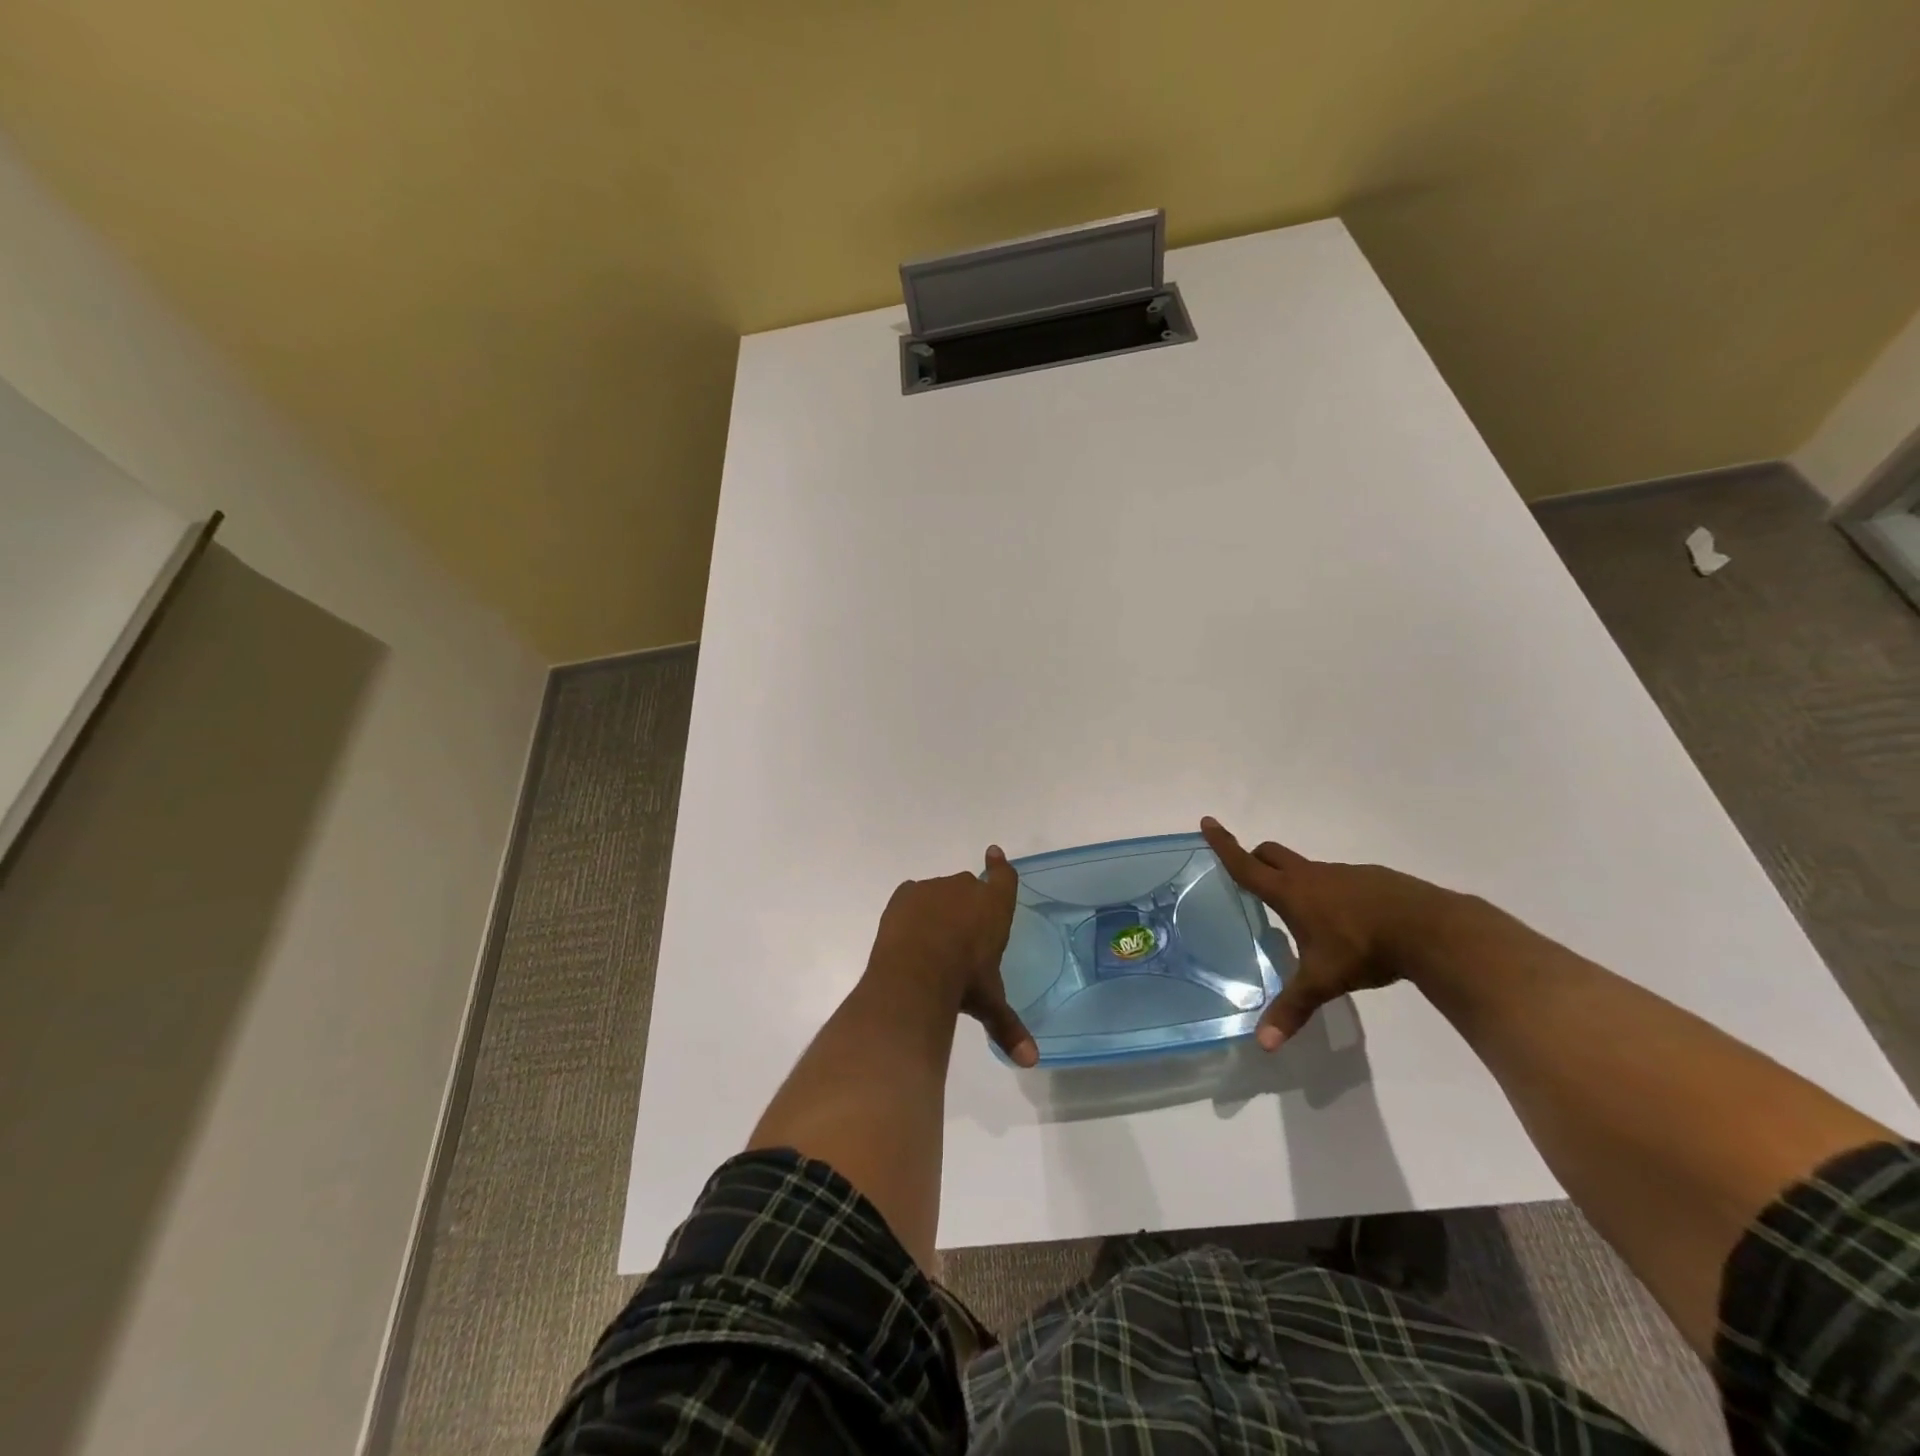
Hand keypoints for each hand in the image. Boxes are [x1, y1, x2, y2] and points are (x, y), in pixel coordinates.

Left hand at [865, 846, 1037, 1066]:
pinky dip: (913, 909)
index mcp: (994, 907)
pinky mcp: (905, 894)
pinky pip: (913, 896)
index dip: (1000, 866)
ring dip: (939, 908)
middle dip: (966, 903)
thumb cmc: (964, 984)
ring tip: (931, 940)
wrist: (916, 972)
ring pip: (939, 892)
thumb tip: (1031, 1062)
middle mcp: (965, 888)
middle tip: (960, 933)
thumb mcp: (989, 1004)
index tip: (994, 852)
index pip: (1003, 877)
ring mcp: (933, 888)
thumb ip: (1009, 1027)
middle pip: (968, 886)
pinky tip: (909, 933)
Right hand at [1200, 817, 1467, 1050]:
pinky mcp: (1373, 879)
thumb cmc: (1363, 948)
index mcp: (1291, 892)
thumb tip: (1263, 1045)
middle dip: (1256, 857)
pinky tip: (1349, 923)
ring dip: (1297, 880)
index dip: (1224, 844)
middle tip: (1251, 873)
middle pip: (1273, 854)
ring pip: (1308, 868)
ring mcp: (1345, 874)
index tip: (1208, 821)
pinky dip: (1332, 892)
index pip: (1246, 864)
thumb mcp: (1323, 981)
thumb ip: (1293, 1008)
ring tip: (1305, 916)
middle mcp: (1312, 875)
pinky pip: (1340, 880)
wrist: (1430, 928)